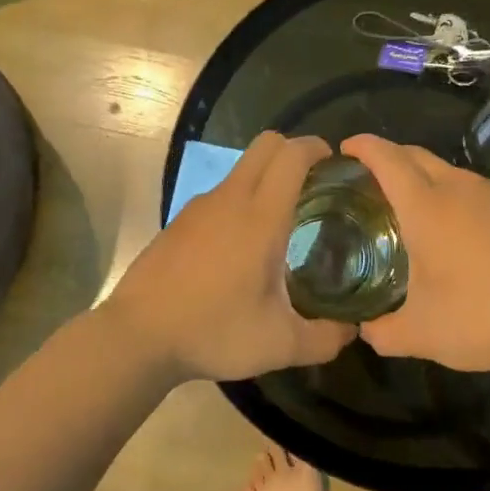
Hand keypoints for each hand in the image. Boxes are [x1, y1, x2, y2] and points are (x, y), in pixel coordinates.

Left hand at [104, 132, 355, 383]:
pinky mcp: (178, 222)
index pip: (291, 155)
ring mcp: (199, 208)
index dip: (317, 148)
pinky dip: (240, 202)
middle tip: (315, 185)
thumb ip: (325, 338)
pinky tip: (241, 246)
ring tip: (283, 221)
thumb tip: (351, 330)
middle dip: (294, 151)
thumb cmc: (213, 332)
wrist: (137, 337)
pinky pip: (220, 196)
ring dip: (266, 178)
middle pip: (265, 145)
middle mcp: (229, 199)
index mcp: (260, 217)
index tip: (336, 164)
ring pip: (241, 170)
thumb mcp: (280, 345)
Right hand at [341, 134, 489, 375]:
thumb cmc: (481, 318)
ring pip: (450, 172)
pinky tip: (461, 232)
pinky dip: (457, 197)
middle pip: (416, 155)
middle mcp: (459, 189)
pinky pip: (477, 190)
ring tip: (414, 210)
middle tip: (370, 181)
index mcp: (426, 207)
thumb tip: (366, 329)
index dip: (363, 147)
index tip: (345, 149)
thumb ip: (382, 331)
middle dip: (389, 157)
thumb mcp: (419, 334)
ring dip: (425, 178)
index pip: (387, 159)